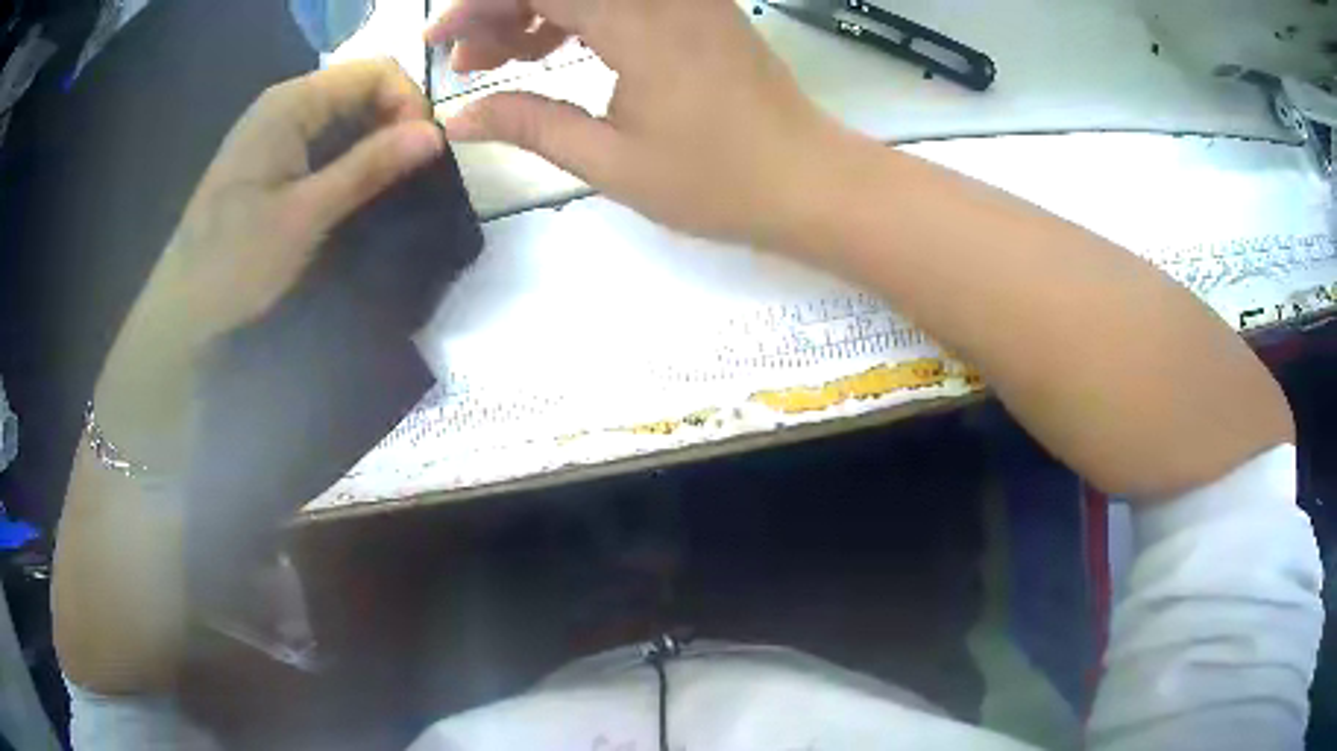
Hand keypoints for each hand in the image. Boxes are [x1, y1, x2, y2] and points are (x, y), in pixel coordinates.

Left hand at [95, 60, 443, 460]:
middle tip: (407, 177)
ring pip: (346, 115)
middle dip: (395, 123)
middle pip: (362, 87)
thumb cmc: (235, 261)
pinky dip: (350, 158)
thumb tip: (435, 135)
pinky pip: (325, 139)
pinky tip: (355, 192)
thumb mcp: (305, 216)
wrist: (182, 307)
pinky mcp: (272, 157)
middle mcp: (286, 103)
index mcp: (291, 103)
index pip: (375, 71)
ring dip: (374, 143)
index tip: (420, 155)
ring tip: (387, 188)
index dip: (408, 103)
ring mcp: (276, 129)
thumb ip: (367, 168)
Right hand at [428, 0, 842, 246]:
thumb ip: (529, 126)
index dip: (476, 7)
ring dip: (532, 9)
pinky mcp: (695, 5)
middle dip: (498, 8)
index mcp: (640, 22)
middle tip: (471, 64)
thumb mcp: (611, 161)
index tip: (440, 45)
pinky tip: (549, 48)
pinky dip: (573, 11)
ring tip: (502, 63)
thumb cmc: (718, 181)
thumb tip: (458, 119)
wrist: (807, 179)